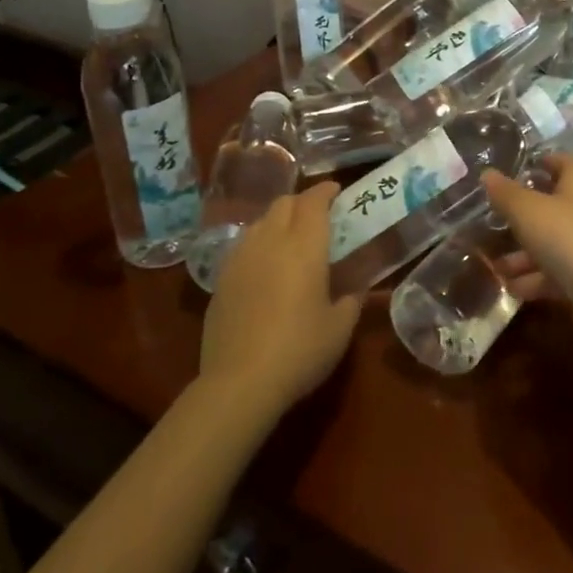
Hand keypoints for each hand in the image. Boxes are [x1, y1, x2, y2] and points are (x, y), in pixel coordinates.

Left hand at [199, 182, 363, 415]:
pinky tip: (265, 267)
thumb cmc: (300, 351)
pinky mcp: (221, 279)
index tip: (337, 191)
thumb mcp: (340, 329)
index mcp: (304, 246)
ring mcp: (240, 258)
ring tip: (290, 239)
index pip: (313, 201)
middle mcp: (270, 241)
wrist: (240, 382)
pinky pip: (243, 246)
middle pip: (284, 203)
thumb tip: (352, 290)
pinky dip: (259, 244)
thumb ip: (350, 301)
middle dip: (302, 202)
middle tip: (318, 216)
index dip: (325, 191)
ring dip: (278, 221)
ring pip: (260, 222)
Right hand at [481, 154, 572, 343]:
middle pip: (550, 204)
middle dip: (519, 217)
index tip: (503, 175)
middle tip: (489, 223)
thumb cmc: (570, 239)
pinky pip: (557, 271)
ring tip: (494, 266)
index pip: (558, 161)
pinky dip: (535, 278)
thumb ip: (505, 193)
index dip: (533, 164)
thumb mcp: (528, 211)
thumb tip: (487, 173)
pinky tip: (512, 289)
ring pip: (551, 242)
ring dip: (522, 255)